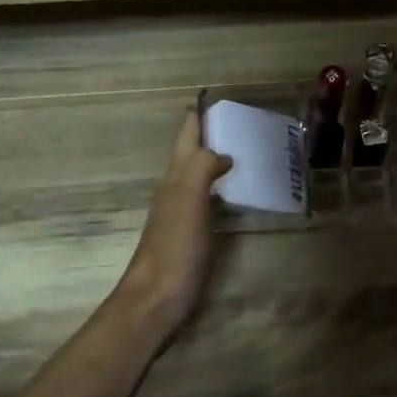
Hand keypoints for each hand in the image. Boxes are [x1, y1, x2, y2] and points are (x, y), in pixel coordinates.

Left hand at [116, 107, 232, 335]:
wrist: (155, 300)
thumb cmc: (173, 249)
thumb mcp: (187, 200)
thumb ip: (201, 168)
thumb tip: (222, 152)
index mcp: (174, 179)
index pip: (185, 138)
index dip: (195, 116)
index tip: (211, 96)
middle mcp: (175, 191)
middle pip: (190, 154)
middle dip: (207, 135)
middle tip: (237, 121)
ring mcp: (181, 215)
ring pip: (197, 176)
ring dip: (213, 160)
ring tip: (241, 150)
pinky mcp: (191, 236)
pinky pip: (207, 200)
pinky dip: (219, 188)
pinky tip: (233, 194)